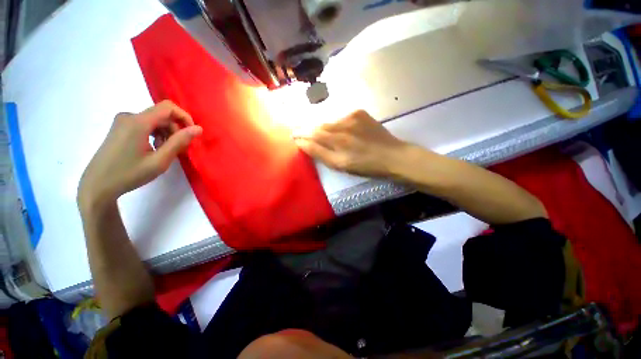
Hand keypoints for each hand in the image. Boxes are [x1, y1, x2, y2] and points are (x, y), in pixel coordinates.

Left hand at [78, 101, 201, 208]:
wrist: (97, 185)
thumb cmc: (129, 174)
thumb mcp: (160, 160)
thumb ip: (179, 142)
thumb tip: (198, 129)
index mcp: (138, 122)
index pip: (168, 107)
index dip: (184, 117)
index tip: (191, 134)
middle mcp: (129, 116)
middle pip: (162, 115)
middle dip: (175, 130)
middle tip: (178, 150)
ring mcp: (122, 122)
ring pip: (154, 121)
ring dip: (165, 134)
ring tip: (164, 152)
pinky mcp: (120, 128)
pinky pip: (145, 125)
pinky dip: (155, 135)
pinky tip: (153, 149)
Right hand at [295, 110, 409, 177]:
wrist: (392, 155)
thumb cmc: (365, 165)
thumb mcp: (340, 165)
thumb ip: (320, 153)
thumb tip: (302, 143)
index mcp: (337, 140)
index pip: (312, 134)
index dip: (301, 134)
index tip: (293, 135)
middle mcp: (342, 125)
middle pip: (318, 126)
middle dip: (307, 129)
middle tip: (299, 132)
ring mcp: (351, 116)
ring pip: (329, 121)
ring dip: (321, 127)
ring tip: (316, 132)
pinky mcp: (359, 112)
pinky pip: (340, 117)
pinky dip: (335, 123)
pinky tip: (338, 130)